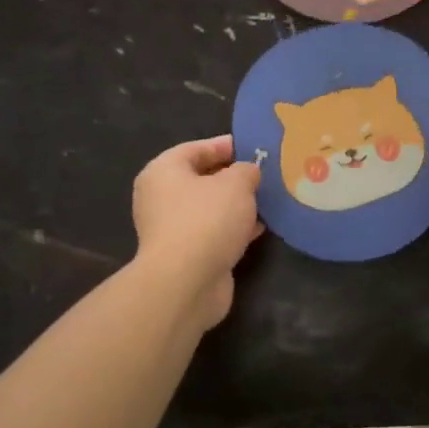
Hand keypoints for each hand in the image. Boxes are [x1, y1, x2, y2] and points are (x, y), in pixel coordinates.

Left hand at [132, 134, 262, 330]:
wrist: (187, 282)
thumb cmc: (207, 220)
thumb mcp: (236, 184)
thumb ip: (246, 171)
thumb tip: (248, 173)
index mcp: (163, 171)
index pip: (195, 148)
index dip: (224, 145)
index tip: (253, 148)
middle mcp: (161, 198)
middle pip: (202, 179)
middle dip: (233, 177)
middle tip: (263, 175)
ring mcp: (172, 229)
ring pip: (209, 208)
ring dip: (236, 205)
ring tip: (267, 201)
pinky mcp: (186, 255)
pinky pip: (214, 232)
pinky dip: (234, 229)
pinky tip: (259, 229)